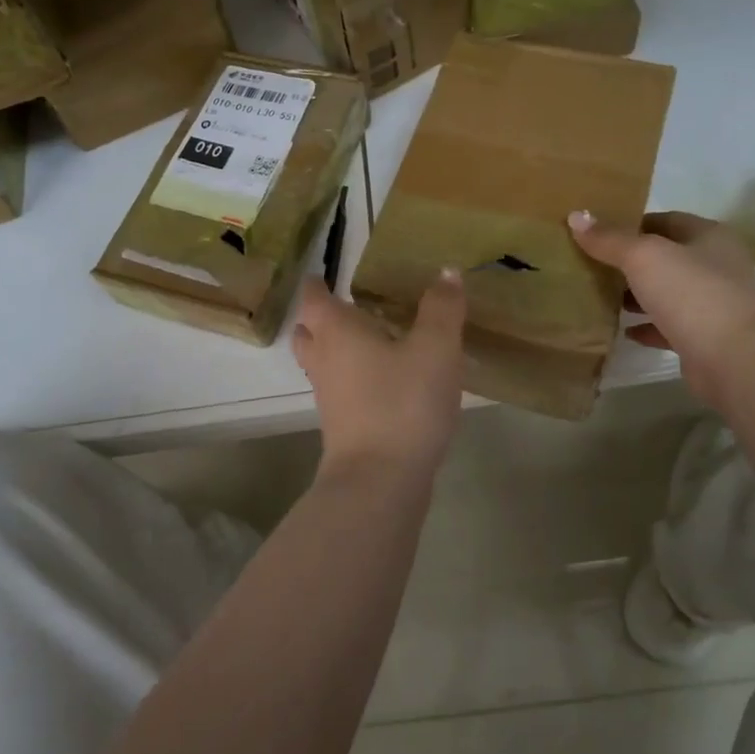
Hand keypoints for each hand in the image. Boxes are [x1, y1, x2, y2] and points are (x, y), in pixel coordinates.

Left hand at [291, 271, 466, 485]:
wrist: (380, 482)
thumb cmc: (403, 402)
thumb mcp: (435, 348)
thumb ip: (441, 308)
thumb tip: (446, 272)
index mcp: (337, 332)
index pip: (313, 298)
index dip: (316, 284)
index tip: (323, 275)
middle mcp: (324, 361)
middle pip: (308, 332)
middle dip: (320, 319)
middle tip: (344, 306)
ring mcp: (330, 398)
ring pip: (322, 364)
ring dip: (336, 350)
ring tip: (369, 341)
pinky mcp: (343, 428)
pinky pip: (341, 391)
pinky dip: (353, 379)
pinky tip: (385, 382)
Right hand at [568, 210, 754, 401]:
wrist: (735, 360)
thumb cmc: (691, 294)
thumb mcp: (643, 257)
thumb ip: (609, 239)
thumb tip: (576, 216)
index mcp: (710, 236)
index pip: (666, 220)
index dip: (632, 224)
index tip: (598, 233)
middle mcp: (717, 266)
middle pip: (667, 257)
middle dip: (631, 262)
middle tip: (593, 265)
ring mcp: (714, 304)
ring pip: (668, 292)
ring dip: (638, 295)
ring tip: (602, 296)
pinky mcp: (707, 338)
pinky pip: (670, 327)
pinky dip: (648, 327)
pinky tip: (624, 331)